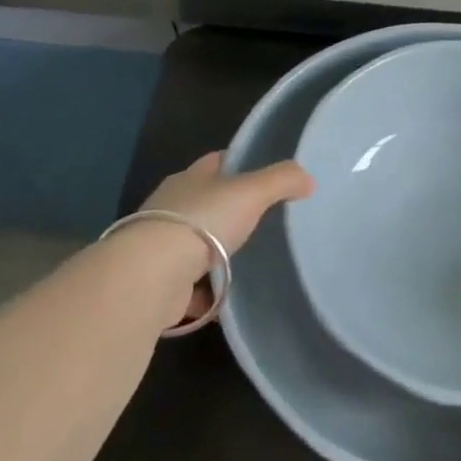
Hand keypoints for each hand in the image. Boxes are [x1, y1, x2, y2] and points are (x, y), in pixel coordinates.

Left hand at [139, 151, 313, 321]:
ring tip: (248, 260)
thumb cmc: (203, 222)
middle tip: (264, 219)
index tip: (263, 172)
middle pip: (204, 203)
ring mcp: (160, 246)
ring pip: (195, 244)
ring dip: (215, 252)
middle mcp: (169, 208)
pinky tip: (227, 297)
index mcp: (188, 180)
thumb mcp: (251, 192)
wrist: (153, 275)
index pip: (215, 162)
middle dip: (228, 210)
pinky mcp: (159, 282)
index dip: (239, 163)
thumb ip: (282, 181)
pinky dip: (206, 291)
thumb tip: (308, 179)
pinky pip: (190, 284)